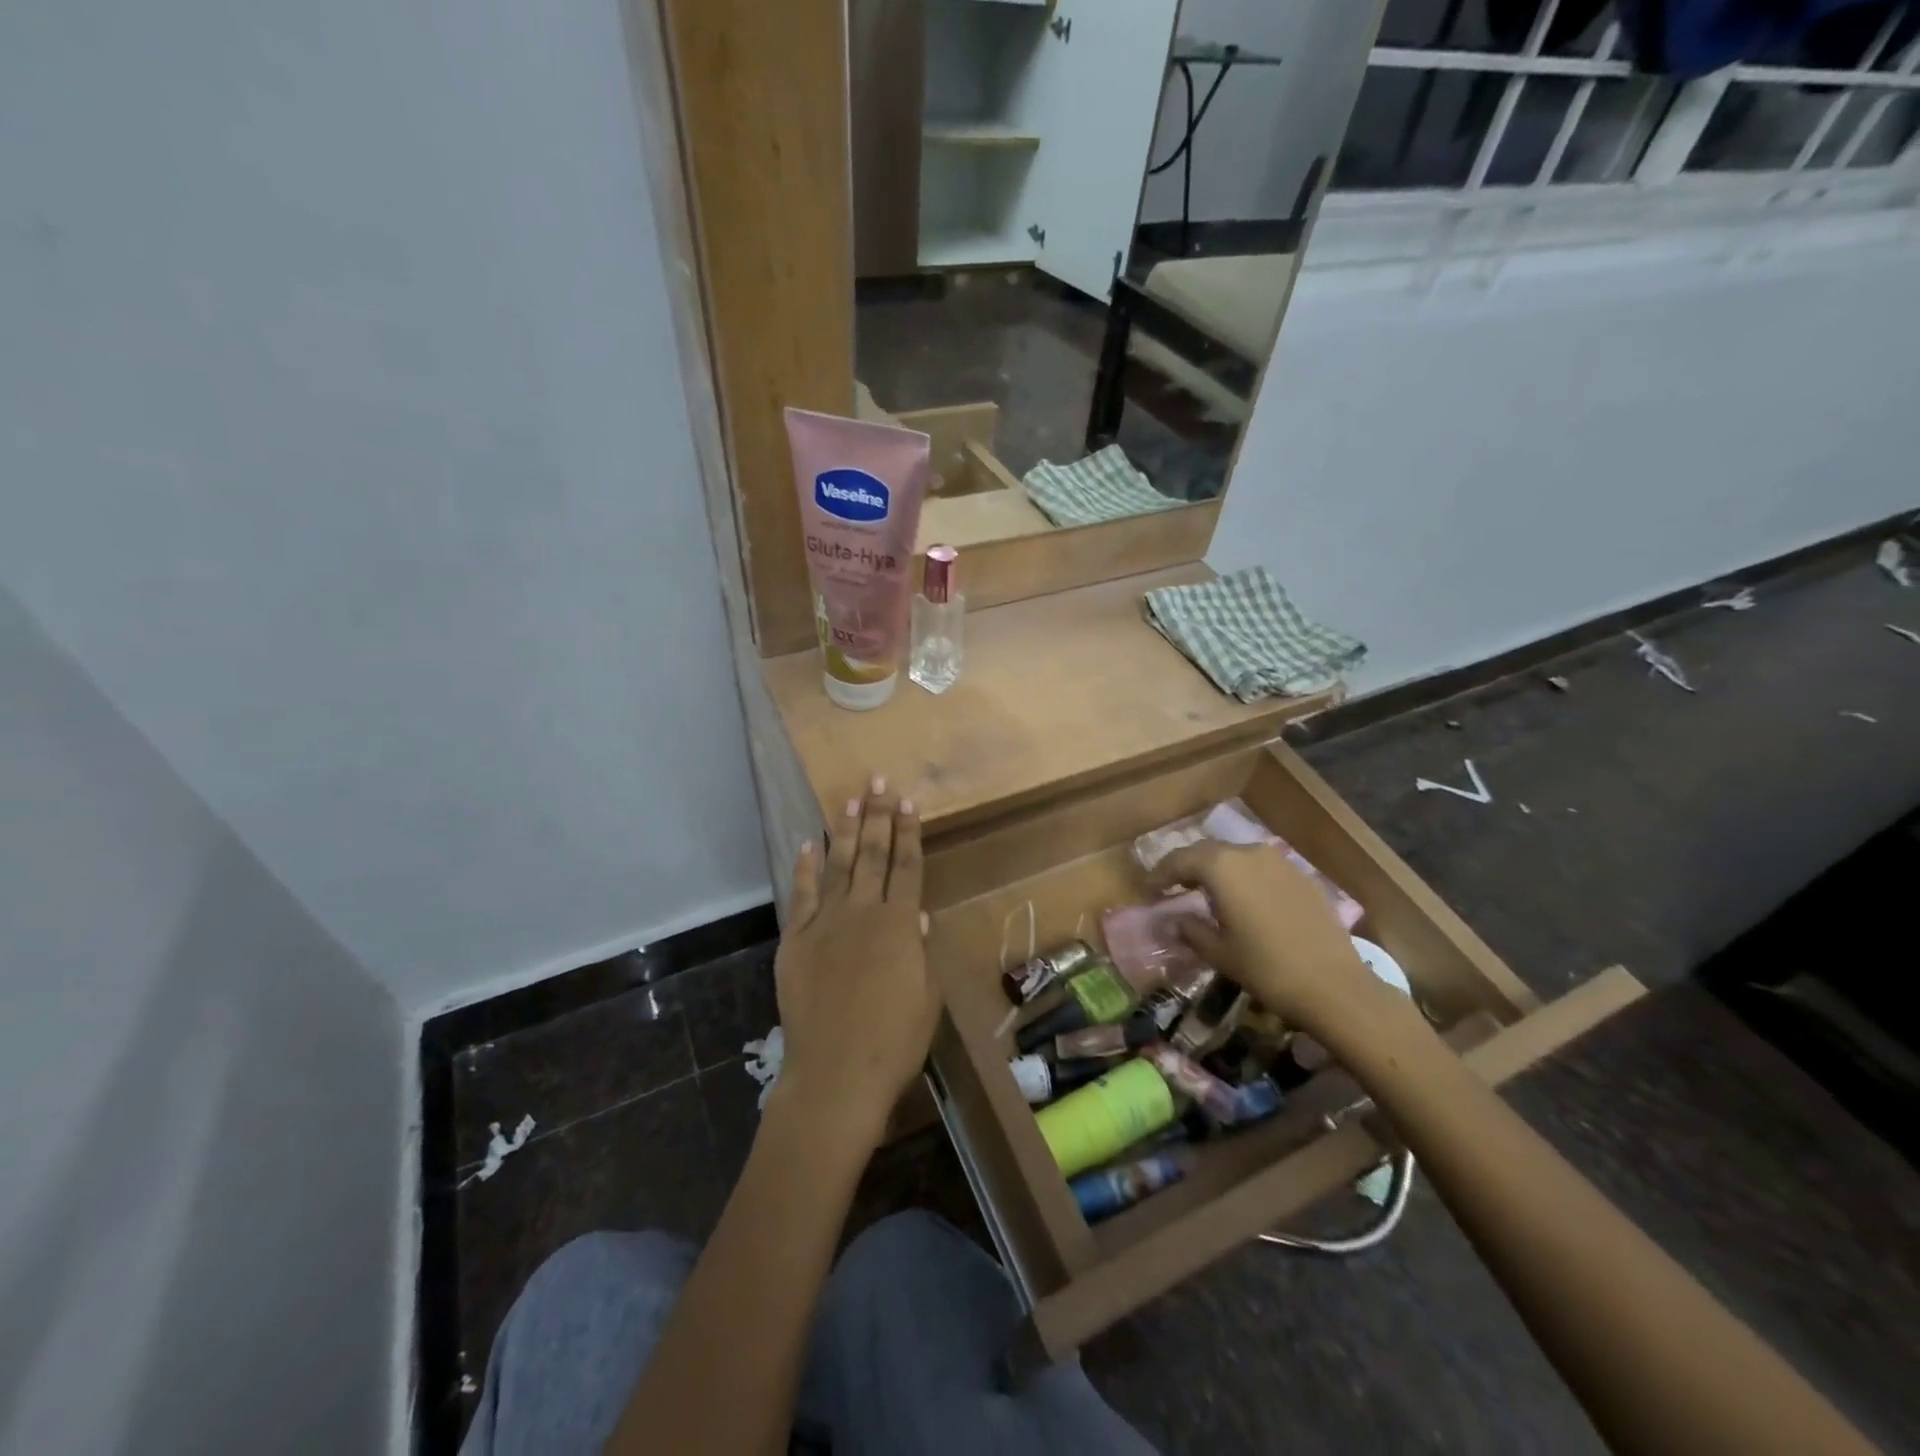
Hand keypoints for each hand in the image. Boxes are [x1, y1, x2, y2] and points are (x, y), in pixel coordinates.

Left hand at [770, 779, 936, 1151]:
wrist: (836, 1074)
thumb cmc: (894, 1042)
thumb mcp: (926, 998)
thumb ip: (921, 952)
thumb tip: (918, 916)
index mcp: (899, 926)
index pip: (907, 867)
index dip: (909, 833)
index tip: (909, 802)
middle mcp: (862, 914)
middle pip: (873, 856)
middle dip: (878, 816)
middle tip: (879, 782)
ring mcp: (825, 924)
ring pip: (838, 866)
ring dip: (845, 831)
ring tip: (851, 799)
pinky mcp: (795, 941)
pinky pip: (801, 896)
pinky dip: (805, 869)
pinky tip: (808, 845)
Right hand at [1152, 841, 1405, 1050]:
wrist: (1335, 986)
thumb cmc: (1266, 968)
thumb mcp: (1219, 952)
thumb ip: (1191, 929)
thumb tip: (1177, 919)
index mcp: (1222, 867)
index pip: (1180, 859)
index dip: (1160, 873)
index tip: (1149, 889)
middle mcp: (1249, 853)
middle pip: (1208, 852)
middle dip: (1187, 867)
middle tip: (1173, 886)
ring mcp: (1279, 862)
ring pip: (1236, 857)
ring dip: (1217, 870)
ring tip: (1207, 892)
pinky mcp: (1301, 876)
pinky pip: (1262, 869)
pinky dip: (1244, 878)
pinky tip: (1244, 901)